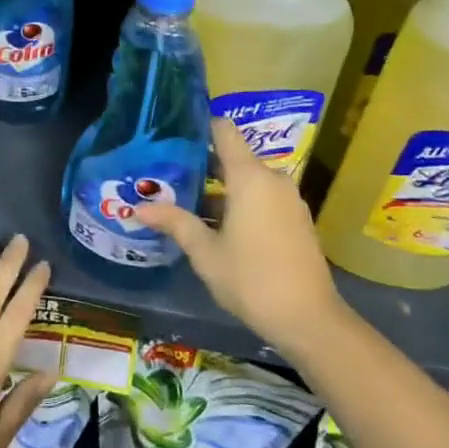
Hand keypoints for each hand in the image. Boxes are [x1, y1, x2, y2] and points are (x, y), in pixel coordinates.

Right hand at [134, 118, 346, 358]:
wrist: (309, 320)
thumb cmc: (251, 279)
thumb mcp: (205, 252)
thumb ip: (175, 222)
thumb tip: (139, 207)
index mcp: (250, 176)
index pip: (224, 130)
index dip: (200, 127)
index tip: (174, 135)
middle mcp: (272, 178)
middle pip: (234, 157)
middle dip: (203, 165)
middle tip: (169, 175)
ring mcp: (288, 199)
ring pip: (248, 180)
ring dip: (221, 189)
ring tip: (187, 202)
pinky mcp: (297, 219)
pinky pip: (263, 197)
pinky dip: (241, 202)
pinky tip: (218, 225)